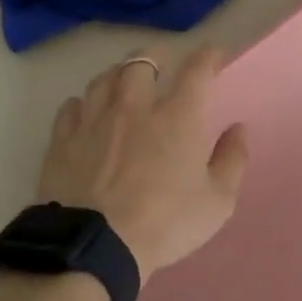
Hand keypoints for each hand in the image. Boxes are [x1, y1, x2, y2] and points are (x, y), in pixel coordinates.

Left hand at [36, 48, 249, 278]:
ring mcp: (94, 121)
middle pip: (142, 61)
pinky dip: (83, 103)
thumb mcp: (217, 202)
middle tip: (163, 61)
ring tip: (124, 80)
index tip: (214, 54)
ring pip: (104, 78)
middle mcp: (135, 107)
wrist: (94, 246)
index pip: (197, 70)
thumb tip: (238, 129)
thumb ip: (232, 161)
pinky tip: (86, 111)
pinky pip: (71, 106)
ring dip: (119, 74)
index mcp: (178, 117)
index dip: (208, 55)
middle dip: (157, 55)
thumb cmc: (165, 224)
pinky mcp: (63, 140)